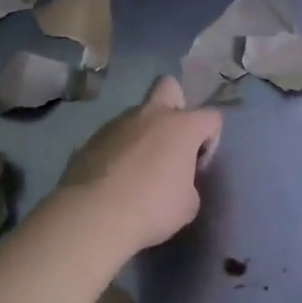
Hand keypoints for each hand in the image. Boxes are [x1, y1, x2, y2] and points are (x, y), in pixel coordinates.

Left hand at [58, 75, 222, 254]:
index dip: (210, 139)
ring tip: (137, 169)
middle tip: (171, 141)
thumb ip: (188, 183)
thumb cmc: (152, 209)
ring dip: (143, 134)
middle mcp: (150, 115)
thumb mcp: (188, 205)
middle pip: (168, 86)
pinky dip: (118, 151)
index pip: (211, 117)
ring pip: (137, 115)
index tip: (199, 164)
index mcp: (182, 127)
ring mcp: (117, 124)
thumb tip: (177, 181)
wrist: (93, 216)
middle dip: (175, 105)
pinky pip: (113, 137)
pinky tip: (114, 178)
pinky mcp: (90, 139)